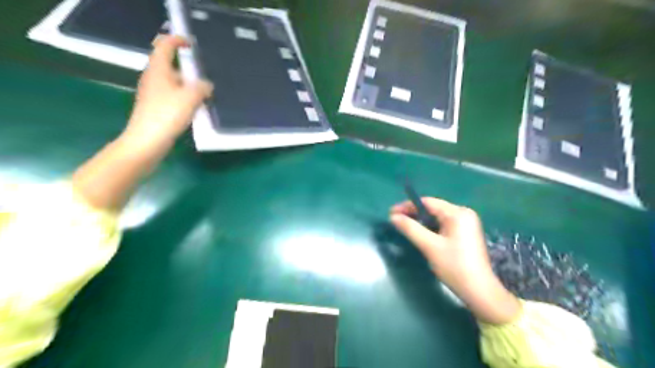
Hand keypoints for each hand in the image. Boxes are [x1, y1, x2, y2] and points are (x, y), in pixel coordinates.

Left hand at [120, 34, 213, 151]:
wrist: (147, 141)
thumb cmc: (167, 115)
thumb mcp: (190, 98)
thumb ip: (202, 87)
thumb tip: (206, 85)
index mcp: (158, 70)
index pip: (164, 46)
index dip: (177, 40)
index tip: (192, 44)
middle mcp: (153, 78)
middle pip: (170, 65)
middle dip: (188, 68)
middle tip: (206, 74)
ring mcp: (153, 94)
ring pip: (173, 83)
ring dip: (189, 85)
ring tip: (206, 93)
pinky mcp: (156, 107)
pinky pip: (173, 96)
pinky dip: (185, 97)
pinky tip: (196, 107)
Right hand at [387, 198, 522, 324]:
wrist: (479, 291)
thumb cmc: (454, 266)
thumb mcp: (429, 246)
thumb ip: (410, 228)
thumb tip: (393, 216)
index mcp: (458, 213)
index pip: (428, 202)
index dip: (407, 206)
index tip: (391, 213)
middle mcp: (464, 214)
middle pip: (433, 208)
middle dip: (414, 213)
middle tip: (395, 220)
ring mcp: (466, 224)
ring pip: (437, 217)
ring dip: (421, 221)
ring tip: (405, 227)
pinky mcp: (465, 234)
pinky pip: (443, 225)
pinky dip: (431, 228)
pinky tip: (421, 234)